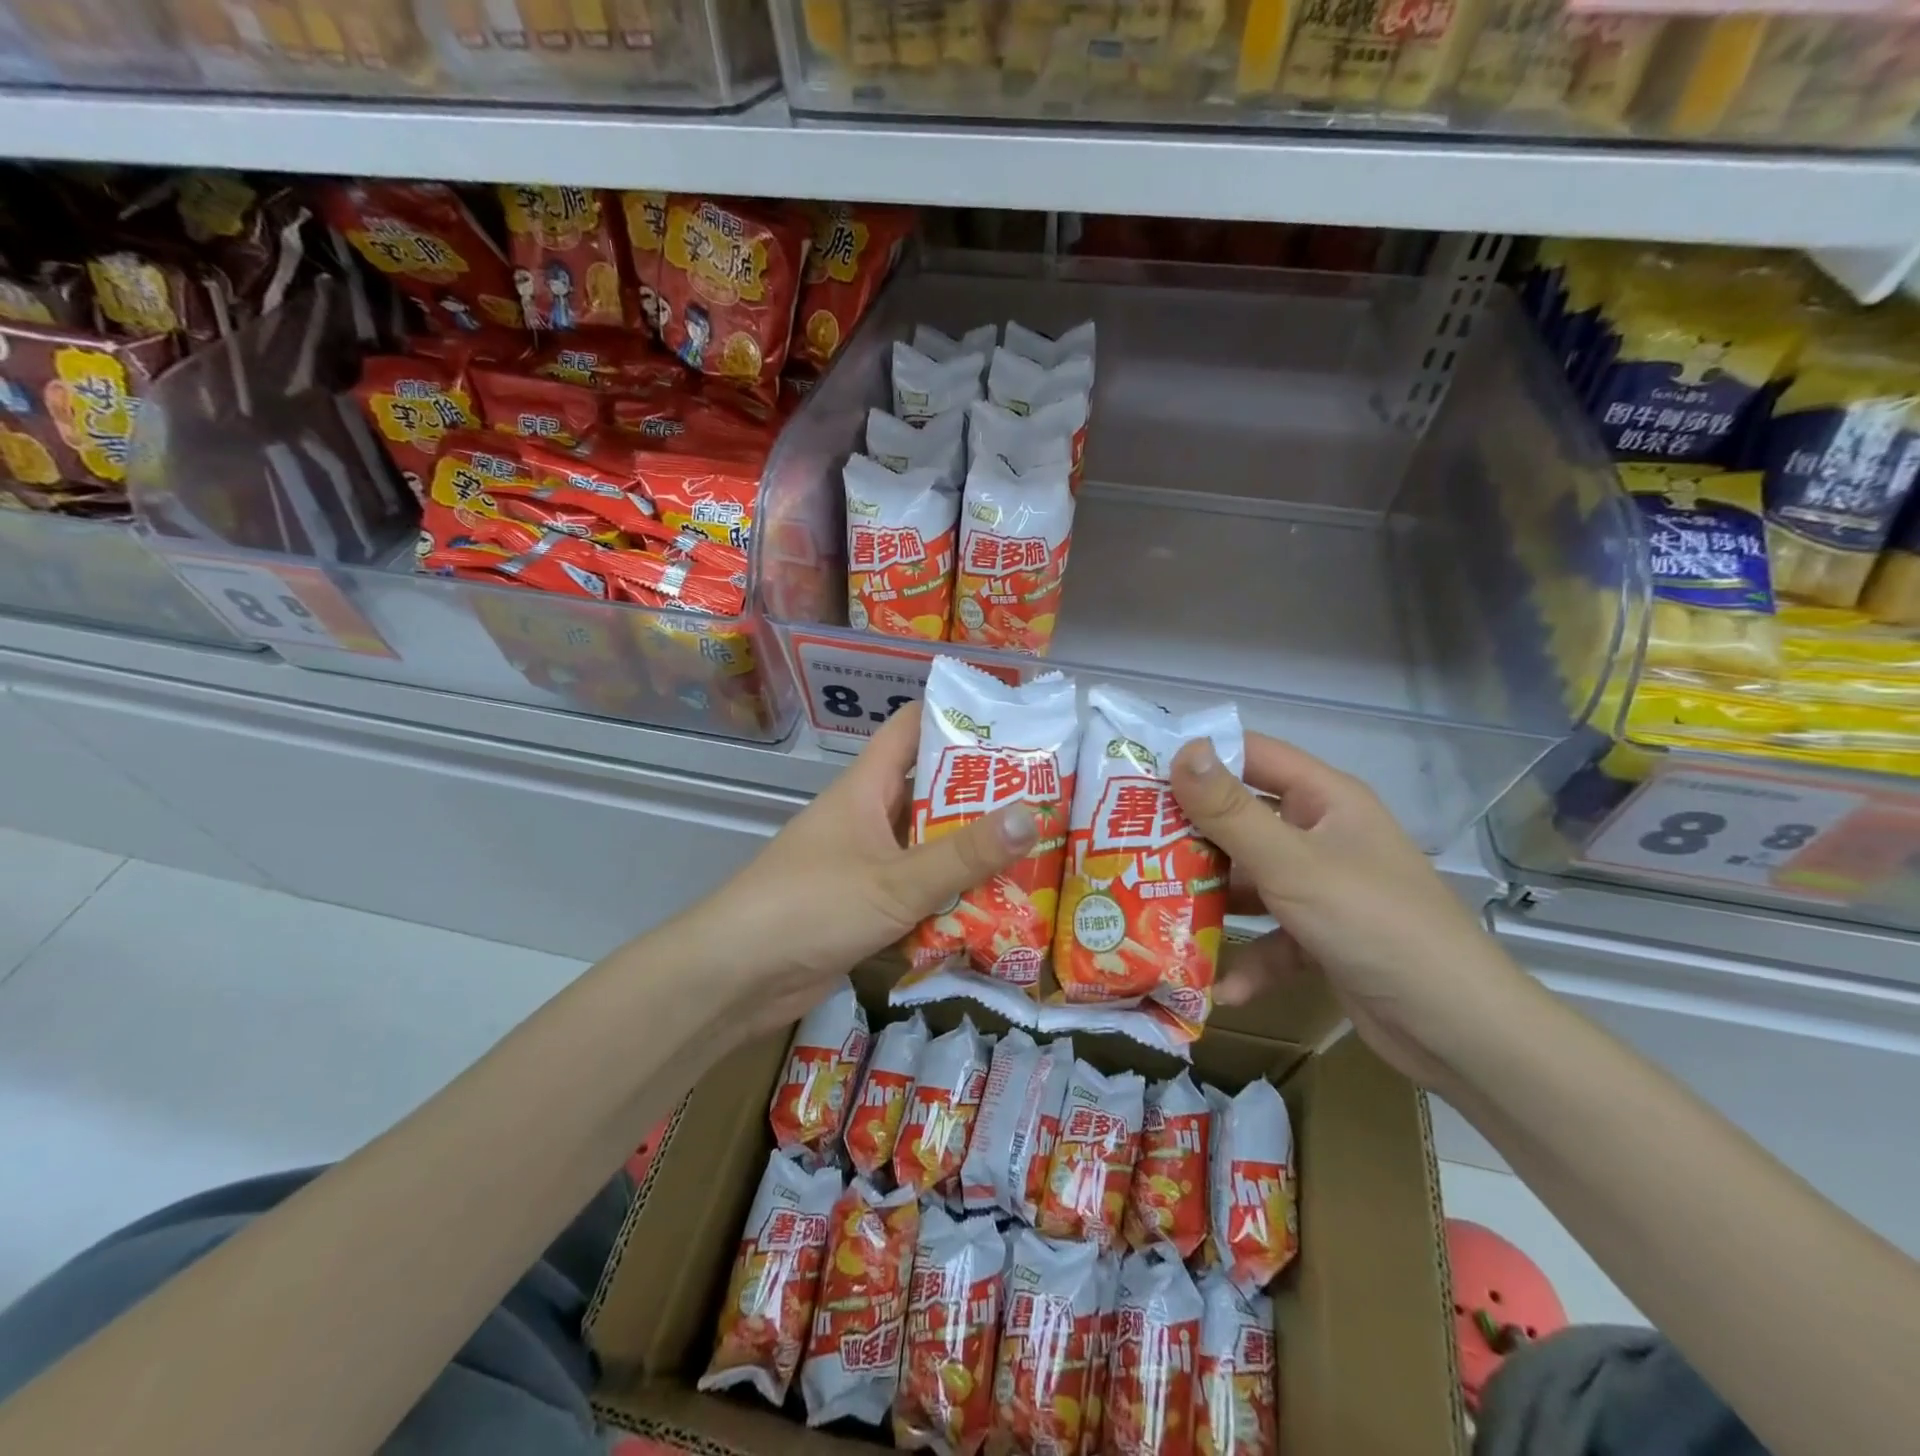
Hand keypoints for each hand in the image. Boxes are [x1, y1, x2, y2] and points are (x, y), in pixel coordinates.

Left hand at [678, 704, 1037, 1037]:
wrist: (736, 978)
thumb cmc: (811, 906)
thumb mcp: (895, 881)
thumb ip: (963, 855)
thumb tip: (1033, 816)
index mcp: (865, 788)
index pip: (911, 728)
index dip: (956, 717)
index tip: (1013, 724)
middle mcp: (866, 818)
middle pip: (929, 792)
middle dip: (981, 795)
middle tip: (1044, 797)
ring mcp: (865, 864)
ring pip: (927, 847)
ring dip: (971, 853)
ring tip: (1036, 852)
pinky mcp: (865, 908)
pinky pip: (918, 892)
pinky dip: (951, 898)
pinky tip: (996, 909)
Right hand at [1171, 732, 1523, 1085]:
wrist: (1459, 1031)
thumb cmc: (1374, 924)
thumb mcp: (1292, 864)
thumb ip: (1231, 812)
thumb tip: (1182, 750)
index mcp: (1325, 801)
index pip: (1253, 756)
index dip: (1201, 757)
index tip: (1142, 772)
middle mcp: (1322, 836)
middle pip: (1242, 822)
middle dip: (1191, 838)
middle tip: (1132, 847)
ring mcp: (1322, 889)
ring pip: (1250, 883)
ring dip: (1211, 903)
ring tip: (1155, 912)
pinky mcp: (1322, 938)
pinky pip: (1271, 938)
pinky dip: (1248, 961)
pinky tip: (1221, 988)